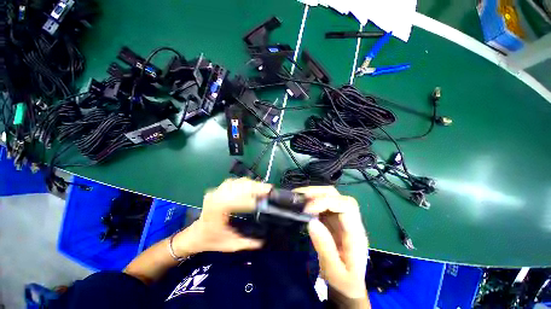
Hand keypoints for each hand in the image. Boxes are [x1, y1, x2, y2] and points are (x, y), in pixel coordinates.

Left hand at [173, 178, 271, 255]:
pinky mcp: (218, 190)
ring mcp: (216, 192)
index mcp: (217, 211)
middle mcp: (216, 198)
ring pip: (236, 183)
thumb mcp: (229, 245)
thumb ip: (246, 243)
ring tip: (263, 186)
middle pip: (237, 188)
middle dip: (254, 187)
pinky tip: (251, 184)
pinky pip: (232, 182)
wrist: (196, 234)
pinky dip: (243, 182)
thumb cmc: (211, 240)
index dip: (251, 198)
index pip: (236, 200)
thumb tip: (263, 241)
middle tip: (268, 188)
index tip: (264, 198)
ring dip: (250, 183)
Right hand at [295, 186, 368, 299]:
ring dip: (313, 194)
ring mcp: (341, 218)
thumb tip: (311, 222)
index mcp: (356, 234)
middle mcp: (350, 221)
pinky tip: (301, 203)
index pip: (346, 206)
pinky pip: (322, 203)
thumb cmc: (344, 281)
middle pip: (338, 196)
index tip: (307, 210)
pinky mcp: (332, 219)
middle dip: (318, 192)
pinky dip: (311, 200)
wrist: (348, 284)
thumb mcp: (335, 272)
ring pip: (330, 196)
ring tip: (297, 197)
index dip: (326, 202)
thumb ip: (325, 248)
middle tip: (299, 196)